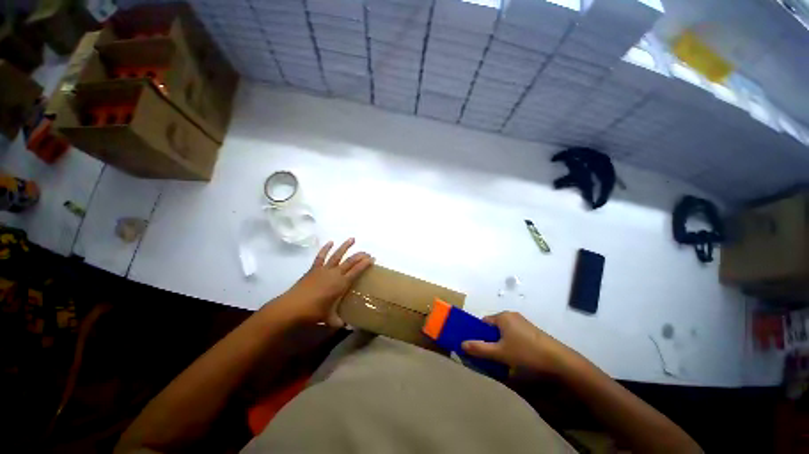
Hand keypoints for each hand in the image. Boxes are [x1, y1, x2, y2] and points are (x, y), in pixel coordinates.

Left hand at [279, 238, 373, 325]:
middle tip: (367, 253)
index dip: (365, 264)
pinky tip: (330, 242)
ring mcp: (324, 269)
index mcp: (341, 284)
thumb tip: (346, 326)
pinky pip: (321, 256)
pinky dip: (325, 248)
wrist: (292, 307)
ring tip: (352, 239)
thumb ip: (339, 321)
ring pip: (337, 255)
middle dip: (360, 256)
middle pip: (350, 261)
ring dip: (345, 246)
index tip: (372, 259)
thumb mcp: (329, 318)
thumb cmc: (313, 312)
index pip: (357, 270)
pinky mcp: (314, 269)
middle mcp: (335, 273)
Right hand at [461, 311, 578, 376]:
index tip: (476, 348)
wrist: (560, 362)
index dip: (478, 334)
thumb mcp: (499, 353)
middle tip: (488, 356)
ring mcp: (523, 324)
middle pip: (493, 328)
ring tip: (501, 360)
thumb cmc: (526, 353)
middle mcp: (512, 316)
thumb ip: (479, 349)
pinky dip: (510, 346)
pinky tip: (514, 359)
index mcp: (503, 316)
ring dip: (499, 345)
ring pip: (503, 333)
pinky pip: (513, 337)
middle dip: (488, 341)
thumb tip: (461, 344)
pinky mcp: (532, 333)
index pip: (483, 322)